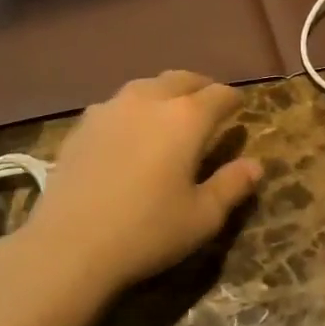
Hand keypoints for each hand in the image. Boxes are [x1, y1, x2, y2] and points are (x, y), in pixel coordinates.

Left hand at [0, 71, 261, 304]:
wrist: (69, 246)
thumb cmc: (147, 231)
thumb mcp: (202, 217)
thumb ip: (232, 186)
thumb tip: (255, 165)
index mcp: (186, 118)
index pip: (219, 95)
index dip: (233, 99)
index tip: (240, 106)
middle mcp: (149, 101)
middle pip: (182, 79)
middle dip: (200, 87)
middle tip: (209, 101)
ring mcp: (111, 109)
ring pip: (146, 86)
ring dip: (165, 92)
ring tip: (170, 110)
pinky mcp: (83, 125)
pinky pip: (117, 104)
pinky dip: (134, 108)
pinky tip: (130, 130)